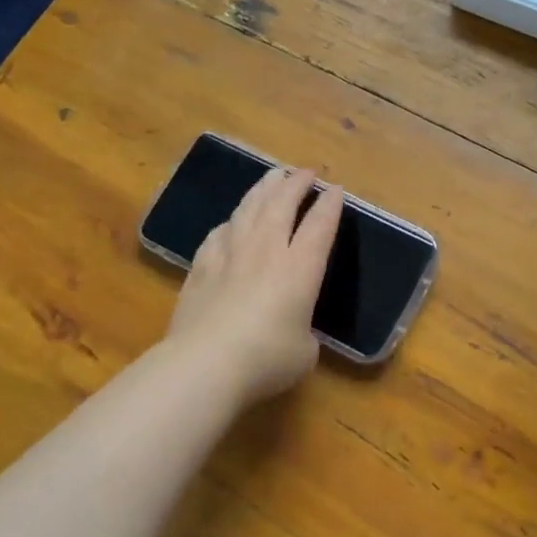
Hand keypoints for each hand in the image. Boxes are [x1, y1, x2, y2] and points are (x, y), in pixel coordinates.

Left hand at [167, 166, 343, 404]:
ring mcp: (230, 254)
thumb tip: (293, 330)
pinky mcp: (201, 267)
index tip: (336, 190)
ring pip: (248, 208)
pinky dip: (231, 221)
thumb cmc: (266, 359)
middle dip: (296, 183)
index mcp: (300, 268)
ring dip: (263, 189)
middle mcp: (267, 250)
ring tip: (272, 177)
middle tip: (305, 172)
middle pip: (282, 204)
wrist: (205, 363)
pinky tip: (230, 221)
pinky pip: (219, 232)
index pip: (320, 225)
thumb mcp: (304, 352)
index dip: (330, 205)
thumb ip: (304, 332)